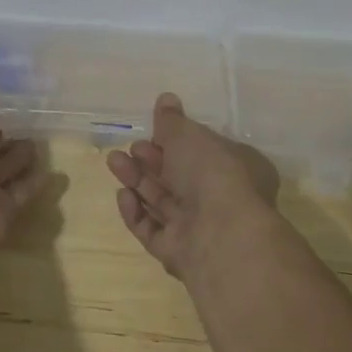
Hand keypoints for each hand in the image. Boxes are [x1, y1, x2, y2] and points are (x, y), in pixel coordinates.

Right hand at [105, 93, 272, 279]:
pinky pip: (153, 230)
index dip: (177, 141)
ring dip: (137, 180)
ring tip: (114, 161)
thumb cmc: (213, 173)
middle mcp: (221, 200)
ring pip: (163, 202)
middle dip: (151, 160)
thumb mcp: (189, 135)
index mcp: (237, 169)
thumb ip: (172, 120)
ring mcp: (199, 229)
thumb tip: (166, 99)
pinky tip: (123, 195)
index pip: (204, 152)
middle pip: (178, 178)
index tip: (153, 130)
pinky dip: (137, 212)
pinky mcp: (179, 253)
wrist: (221, 235)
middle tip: (131, 147)